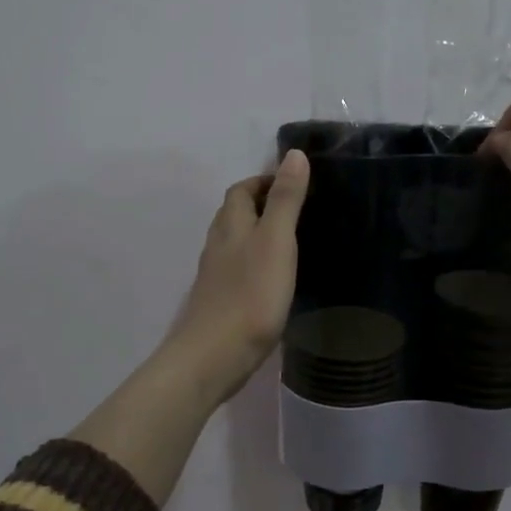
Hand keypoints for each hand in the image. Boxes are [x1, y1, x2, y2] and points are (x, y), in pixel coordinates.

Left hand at [160, 149, 309, 403]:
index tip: (293, 183)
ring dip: (255, 235)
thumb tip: (294, 154)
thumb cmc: (250, 296)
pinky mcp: (219, 304)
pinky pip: (236, 272)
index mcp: (232, 226)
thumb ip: (286, 200)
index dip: (263, 181)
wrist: (215, 355)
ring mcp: (215, 277)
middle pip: (234, 215)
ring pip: (233, 244)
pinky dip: (253, 265)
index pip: (241, 190)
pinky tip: (271, 280)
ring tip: (288, 242)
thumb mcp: (277, 242)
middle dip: (259, 205)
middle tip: (295, 210)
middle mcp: (218, 246)